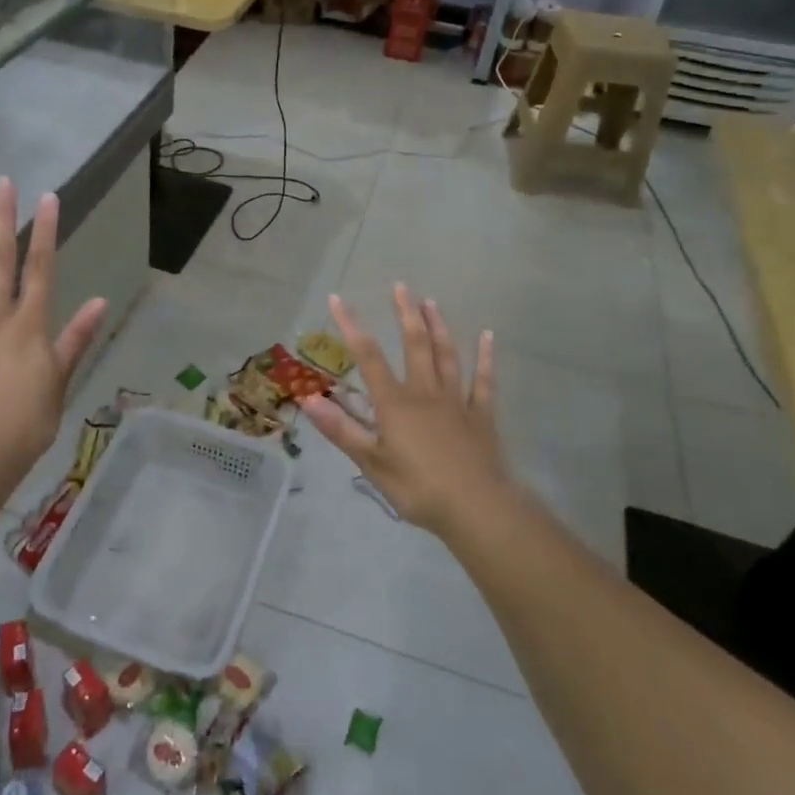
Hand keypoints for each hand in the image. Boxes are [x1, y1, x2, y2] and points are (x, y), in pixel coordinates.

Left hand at [0, 180, 106, 501]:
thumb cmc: (27, 423)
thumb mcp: (60, 381)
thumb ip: (75, 339)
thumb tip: (100, 301)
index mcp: (30, 326)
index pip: (41, 269)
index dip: (45, 231)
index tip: (47, 198)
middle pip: (1, 261)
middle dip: (4, 219)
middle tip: (4, 183)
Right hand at [300, 286, 508, 536]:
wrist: (476, 508)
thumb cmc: (418, 487)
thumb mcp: (371, 462)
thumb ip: (340, 429)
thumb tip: (307, 399)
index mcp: (395, 403)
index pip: (368, 356)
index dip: (350, 326)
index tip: (337, 298)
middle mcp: (425, 392)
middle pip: (414, 344)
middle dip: (405, 313)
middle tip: (401, 286)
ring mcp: (457, 401)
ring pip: (446, 355)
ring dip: (438, 327)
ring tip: (431, 302)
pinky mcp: (481, 415)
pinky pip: (484, 380)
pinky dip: (485, 357)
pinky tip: (488, 336)